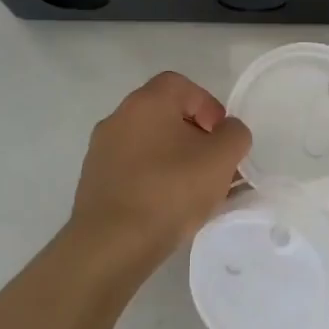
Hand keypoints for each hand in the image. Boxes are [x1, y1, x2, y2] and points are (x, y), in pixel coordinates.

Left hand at [70, 72, 250, 267]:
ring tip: (193, 190)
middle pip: (164, 113)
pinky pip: (132, 168)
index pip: (181, 85)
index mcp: (147, 102)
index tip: (221, 137)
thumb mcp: (221, 159)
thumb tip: (227, 131)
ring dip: (173, 157)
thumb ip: (234, 135)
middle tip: (212, 163)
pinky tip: (167, 205)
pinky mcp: (94, 181)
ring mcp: (101, 150)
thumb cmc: (170, 191)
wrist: (112, 243)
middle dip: (193, 134)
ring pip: (148, 143)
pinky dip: (153, 177)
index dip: (208, 105)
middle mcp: (118, 117)